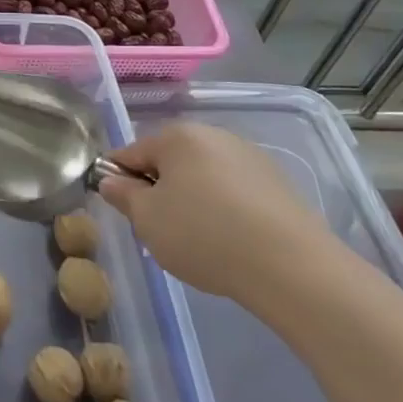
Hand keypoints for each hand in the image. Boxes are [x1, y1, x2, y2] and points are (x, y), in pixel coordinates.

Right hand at [98, 121, 342, 315]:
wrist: (291, 267)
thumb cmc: (204, 235)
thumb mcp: (148, 220)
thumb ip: (123, 195)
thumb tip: (111, 180)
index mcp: (177, 136)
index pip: (131, 153)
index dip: (118, 181)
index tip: (123, 212)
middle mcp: (213, 134)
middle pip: (170, 162)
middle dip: (159, 192)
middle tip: (160, 232)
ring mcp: (248, 156)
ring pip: (203, 177)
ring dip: (193, 201)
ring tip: (199, 243)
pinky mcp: (276, 183)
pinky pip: (234, 192)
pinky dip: (224, 211)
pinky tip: (231, 243)